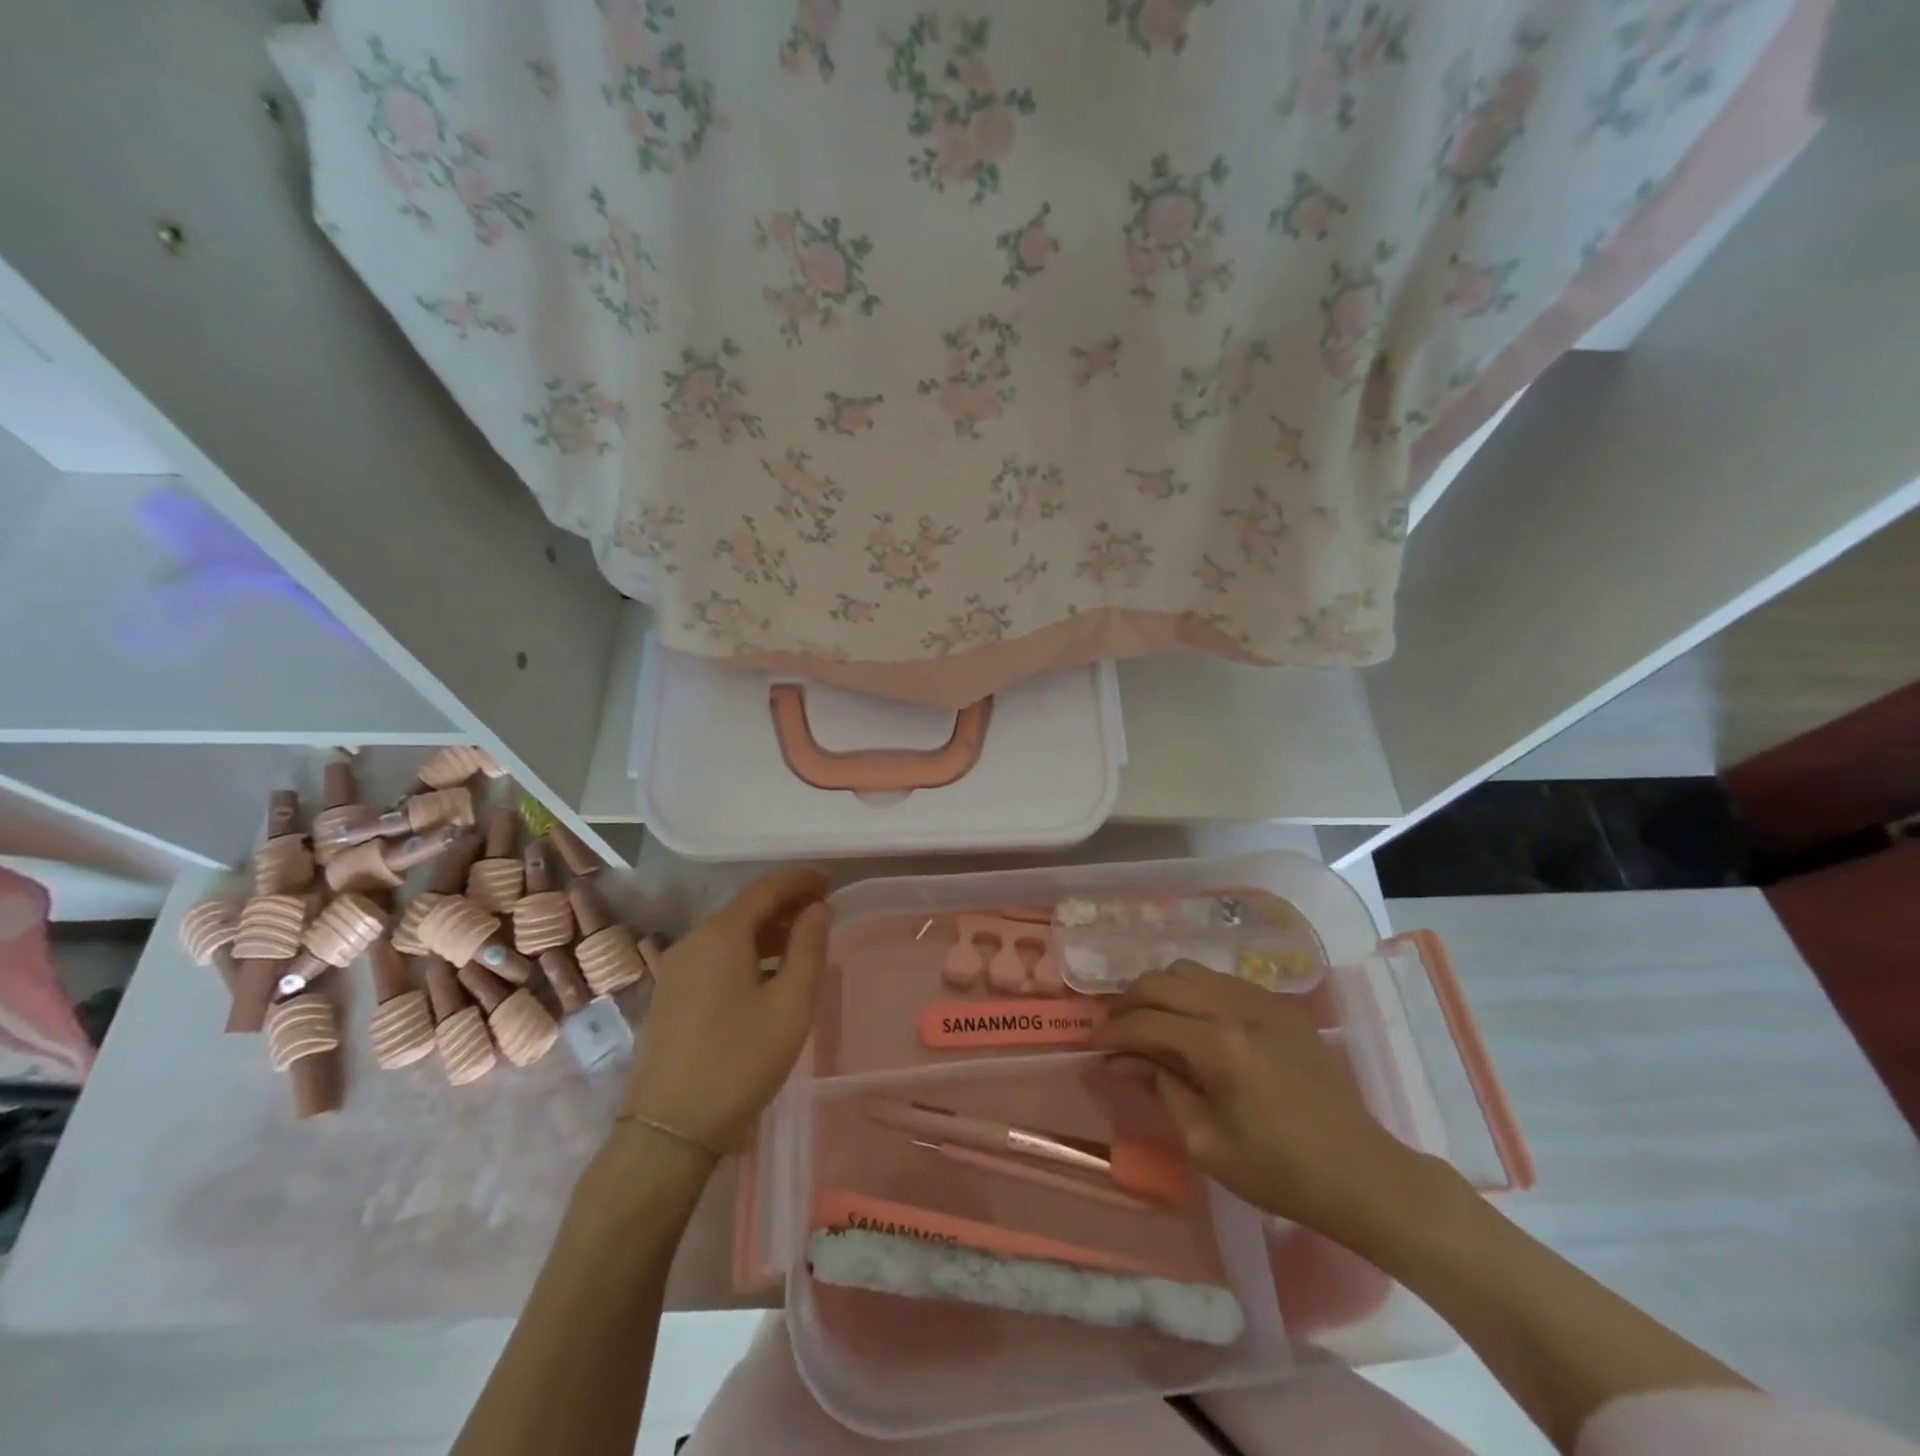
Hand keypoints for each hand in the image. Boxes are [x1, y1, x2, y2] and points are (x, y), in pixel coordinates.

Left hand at [621, 869, 831, 1153]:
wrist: (668, 1130)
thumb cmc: (740, 1060)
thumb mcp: (791, 1004)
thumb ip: (809, 947)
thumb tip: (817, 909)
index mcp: (721, 934)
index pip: (765, 889)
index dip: (799, 881)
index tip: (829, 881)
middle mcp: (692, 941)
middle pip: (744, 909)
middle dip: (784, 904)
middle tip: (821, 911)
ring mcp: (675, 970)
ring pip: (728, 935)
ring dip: (766, 931)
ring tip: (801, 942)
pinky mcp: (669, 997)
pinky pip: (714, 958)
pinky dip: (745, 952)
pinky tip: (765, 975)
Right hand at [1090, 961, 1427, 1240]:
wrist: (1363, 1174)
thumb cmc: (1281, 1172)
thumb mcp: (1207, 1143)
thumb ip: (1162, 1089)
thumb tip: (1124, 1060)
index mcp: (1218, 1045)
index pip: (1146, 1021)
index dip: (1112, 1032)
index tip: (1091, 1045)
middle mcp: (1237, 1007)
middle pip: (1162, 980)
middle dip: (1129, 1002)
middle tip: (1116, 1031)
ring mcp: (1264, 1001)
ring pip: (1192, 971)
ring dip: (1162, 992)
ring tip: (1151, 1023)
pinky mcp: (1282, 1006)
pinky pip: (1223, 981)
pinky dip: (1196, 994)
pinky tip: (1195, 1025)